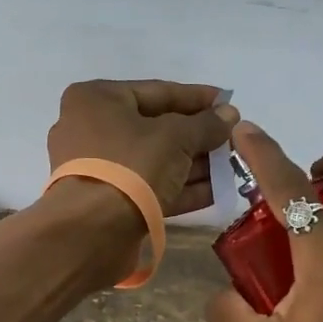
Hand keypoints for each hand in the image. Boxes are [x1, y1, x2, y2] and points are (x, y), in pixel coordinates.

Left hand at [47, 80, 238, 214]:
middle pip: (156, 127)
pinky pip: (147, 186)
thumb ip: (206, 124)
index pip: (158, 91)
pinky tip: (215, 191)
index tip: (228, 103)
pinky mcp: (105, 201)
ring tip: (230, 167)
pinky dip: (179, 187)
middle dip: (197, 136)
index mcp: (97, 99)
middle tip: (232, 140)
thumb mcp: (176, 137)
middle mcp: (90, 129)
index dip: (197, 98)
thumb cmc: (131, 165)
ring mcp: (96, 168)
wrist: (93, 231)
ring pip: (154, 160)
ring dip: (193, 164)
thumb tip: (229, 114)